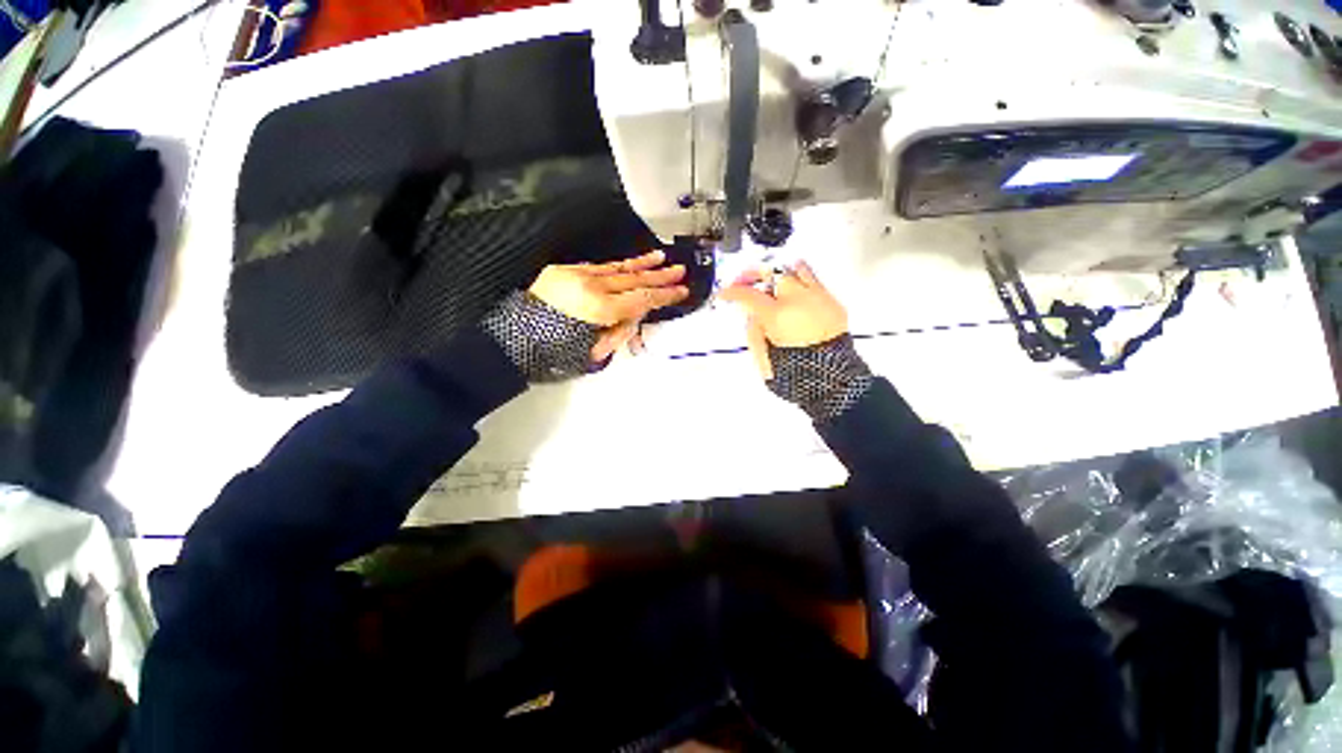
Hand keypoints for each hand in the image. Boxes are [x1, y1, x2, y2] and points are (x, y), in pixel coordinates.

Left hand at [530, 250, 689, 360]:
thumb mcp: (593, 349)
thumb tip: (634, 316)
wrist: (511, 339)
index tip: (681, 290)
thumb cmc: (553, 352)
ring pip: (617, 267)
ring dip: (640, 263)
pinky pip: (598, 267)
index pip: (641, 299)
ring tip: (660, 257)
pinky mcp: (564, 270)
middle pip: (633, 279)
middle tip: (679, 270)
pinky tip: (628, 264)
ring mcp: (576, 274)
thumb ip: (618, 331)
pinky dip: (616, 266)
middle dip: (659, 276)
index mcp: (599, 308)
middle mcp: (590, 285)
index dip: (664, 295)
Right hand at [718, 261, 847, 379]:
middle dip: (753, 275)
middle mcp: (797, 300)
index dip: (731, 292)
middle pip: (770, 273)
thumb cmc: (802, 372)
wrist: (835, 380)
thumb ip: (754, 332)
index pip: (747, 294)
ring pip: (794, 269)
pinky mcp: (832, 302)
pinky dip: (801, 277)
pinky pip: (814, 279)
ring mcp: (816, 298)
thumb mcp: (764, 357)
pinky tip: (797, 279)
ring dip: (779, 273)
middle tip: (745, 281)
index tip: (726, 294)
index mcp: (777, 315)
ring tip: (771, 277)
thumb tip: (752, 317)